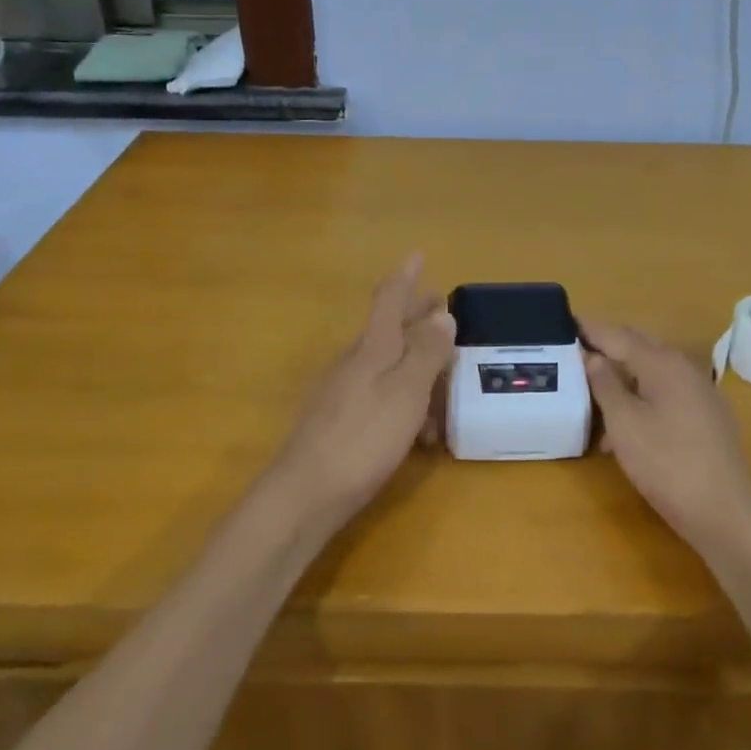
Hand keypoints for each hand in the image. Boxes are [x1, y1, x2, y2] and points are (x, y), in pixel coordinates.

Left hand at [273, 256, 455, 521]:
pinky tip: (420, 431)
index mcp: (372, 348)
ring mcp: (344, 392)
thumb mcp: (406, 392)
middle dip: (416, 317)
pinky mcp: (341, 421)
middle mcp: (355, 362)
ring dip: (417, 364)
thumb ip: (426, 352)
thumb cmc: (363, 437)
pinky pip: (381, 395)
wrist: (305, 495)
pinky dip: (405, 400)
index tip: (417, 254)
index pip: (389, 300)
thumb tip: (442, 313)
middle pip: (389, 330)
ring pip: (388, 365)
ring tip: (445, 383)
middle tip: (441, 308)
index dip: (405, 277)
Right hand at [582, 319, 750, 551]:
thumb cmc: (667, 463)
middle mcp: (684, 367)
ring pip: (651, 372)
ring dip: (622, 377)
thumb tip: (592, 356)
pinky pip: (665, 392)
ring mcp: (699, 391)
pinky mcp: (706, 416)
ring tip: (591, 393)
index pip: (617, 335)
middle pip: (638, 347)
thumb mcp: (624, 423)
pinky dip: (641, 397)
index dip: (589, 329)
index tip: (563, 322)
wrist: (726, 512)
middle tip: (574, 351)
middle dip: (606, 347)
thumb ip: (604, 384)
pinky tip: (623, 426)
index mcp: (662, 362)